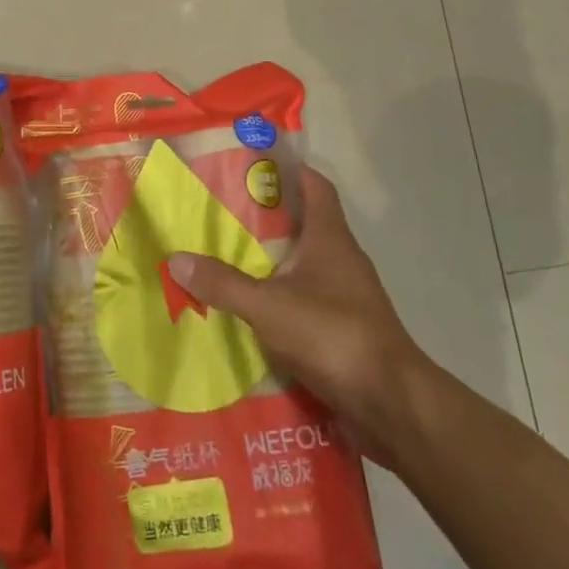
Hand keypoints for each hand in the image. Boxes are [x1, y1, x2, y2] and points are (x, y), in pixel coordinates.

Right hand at [167, 166, 424, 469]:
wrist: (392, 403)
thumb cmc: (333, 334)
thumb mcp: (268, 306)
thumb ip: (224, 284)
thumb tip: (176, 258)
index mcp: (330, 237)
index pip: (316, 186)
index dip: (290, 169)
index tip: (255, 165)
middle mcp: (342, 258)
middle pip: (305, 223)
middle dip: (268, 217)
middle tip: (224, 214)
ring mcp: (348, 296)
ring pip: (305, 264)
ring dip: (274, 260)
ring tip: (229, 259)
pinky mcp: (346, 329)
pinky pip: (308, 301)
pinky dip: (282, 299)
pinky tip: (252, 311)